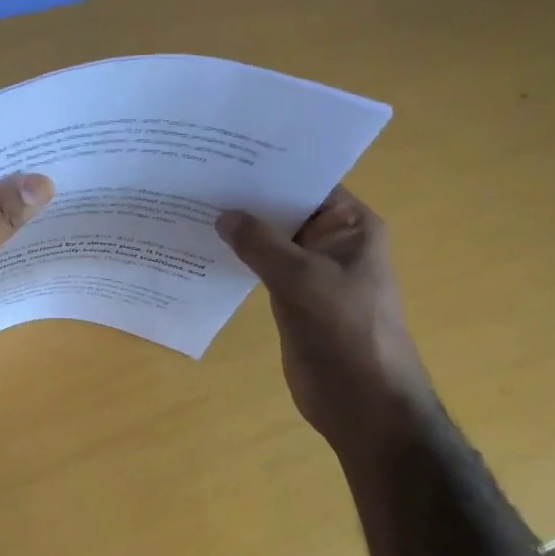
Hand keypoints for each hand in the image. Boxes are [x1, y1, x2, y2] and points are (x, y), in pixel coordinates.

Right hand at [217, 187, 441, 456]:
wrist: (363, 402)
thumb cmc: (345, 331)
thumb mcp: (301, 278)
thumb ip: (260, 243)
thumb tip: (223, 216)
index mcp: (350, 226)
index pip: (308, 182)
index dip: (269, 168)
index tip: (224, 153)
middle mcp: (332, 242)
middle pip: (285, 210)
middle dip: (247, 198)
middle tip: (196, 177)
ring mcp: (312, 271)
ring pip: (270, 240)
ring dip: (239, 231)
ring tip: (191, 206)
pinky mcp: (293, 297)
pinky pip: (262, 268)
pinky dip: (238, 259)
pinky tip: (203, 248)